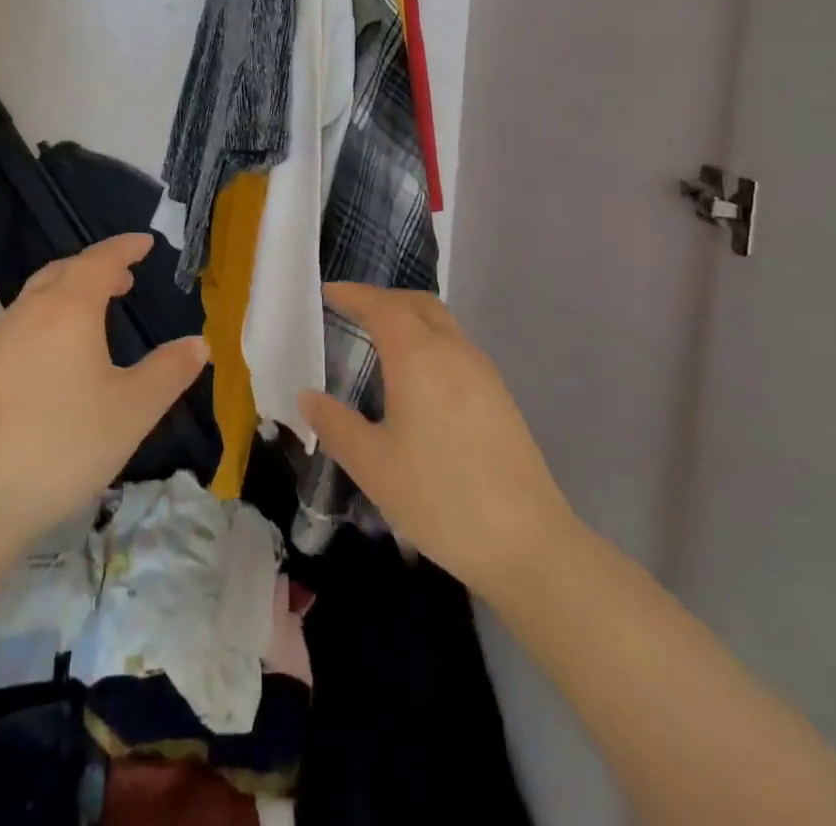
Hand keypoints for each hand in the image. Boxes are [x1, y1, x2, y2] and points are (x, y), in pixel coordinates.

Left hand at [0, 233, 208, 549]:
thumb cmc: (66, 442)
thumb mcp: (133, 409)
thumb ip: (169, 371)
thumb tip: (199, 343)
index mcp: (69, 309)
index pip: (100, 261)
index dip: (125, 248)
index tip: (146, 242)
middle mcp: (31, 312)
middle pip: (64, 271)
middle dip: (97, 266)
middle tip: (126, 277)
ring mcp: (2, 340)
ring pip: (40, 294)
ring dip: (71, 289)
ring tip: (98, 308)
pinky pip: (25, 320)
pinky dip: (51, 314)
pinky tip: (61, 351)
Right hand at [298, 283, 575, 595]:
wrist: (528, 543)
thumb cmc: (439, 497)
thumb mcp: (372, 465)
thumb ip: (335, 424)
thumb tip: (308, 396)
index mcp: (419, 356)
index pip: (381, 306)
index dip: (353, 295)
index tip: (328, 293)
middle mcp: (453, 352)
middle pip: (418, 304)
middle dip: (383, 299)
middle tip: (352, 311)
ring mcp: (483, 373)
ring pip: (442, 325)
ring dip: (410, 320)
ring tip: (380, 343)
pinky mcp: (500, 398)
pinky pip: (457, 349)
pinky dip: (429, 344)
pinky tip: (417, 381)